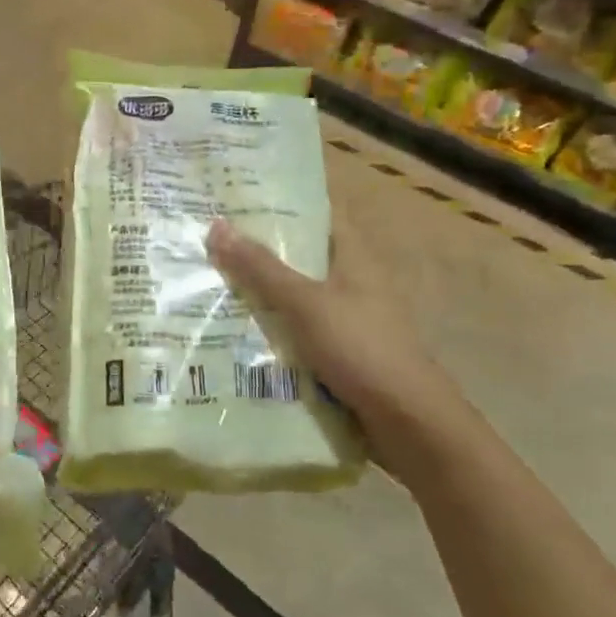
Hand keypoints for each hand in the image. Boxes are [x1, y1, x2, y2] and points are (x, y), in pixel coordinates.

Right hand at [205, 218, 460, 476]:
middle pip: (300, 256)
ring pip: (294, 296)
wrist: (408, 423)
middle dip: (258, 249)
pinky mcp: (337, 353)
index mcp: (353, 259)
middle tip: (207, 239)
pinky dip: (269, 328)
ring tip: (207, 280)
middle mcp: (350, 282)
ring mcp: (345, 319)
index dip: (283, 201)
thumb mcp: (305, 304)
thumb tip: (216, 225)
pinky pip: (295, 331)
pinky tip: (232, 330)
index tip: (240, 194)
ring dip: (259, 292)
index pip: (319, 213)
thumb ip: (261, 269)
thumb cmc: (361, 349)